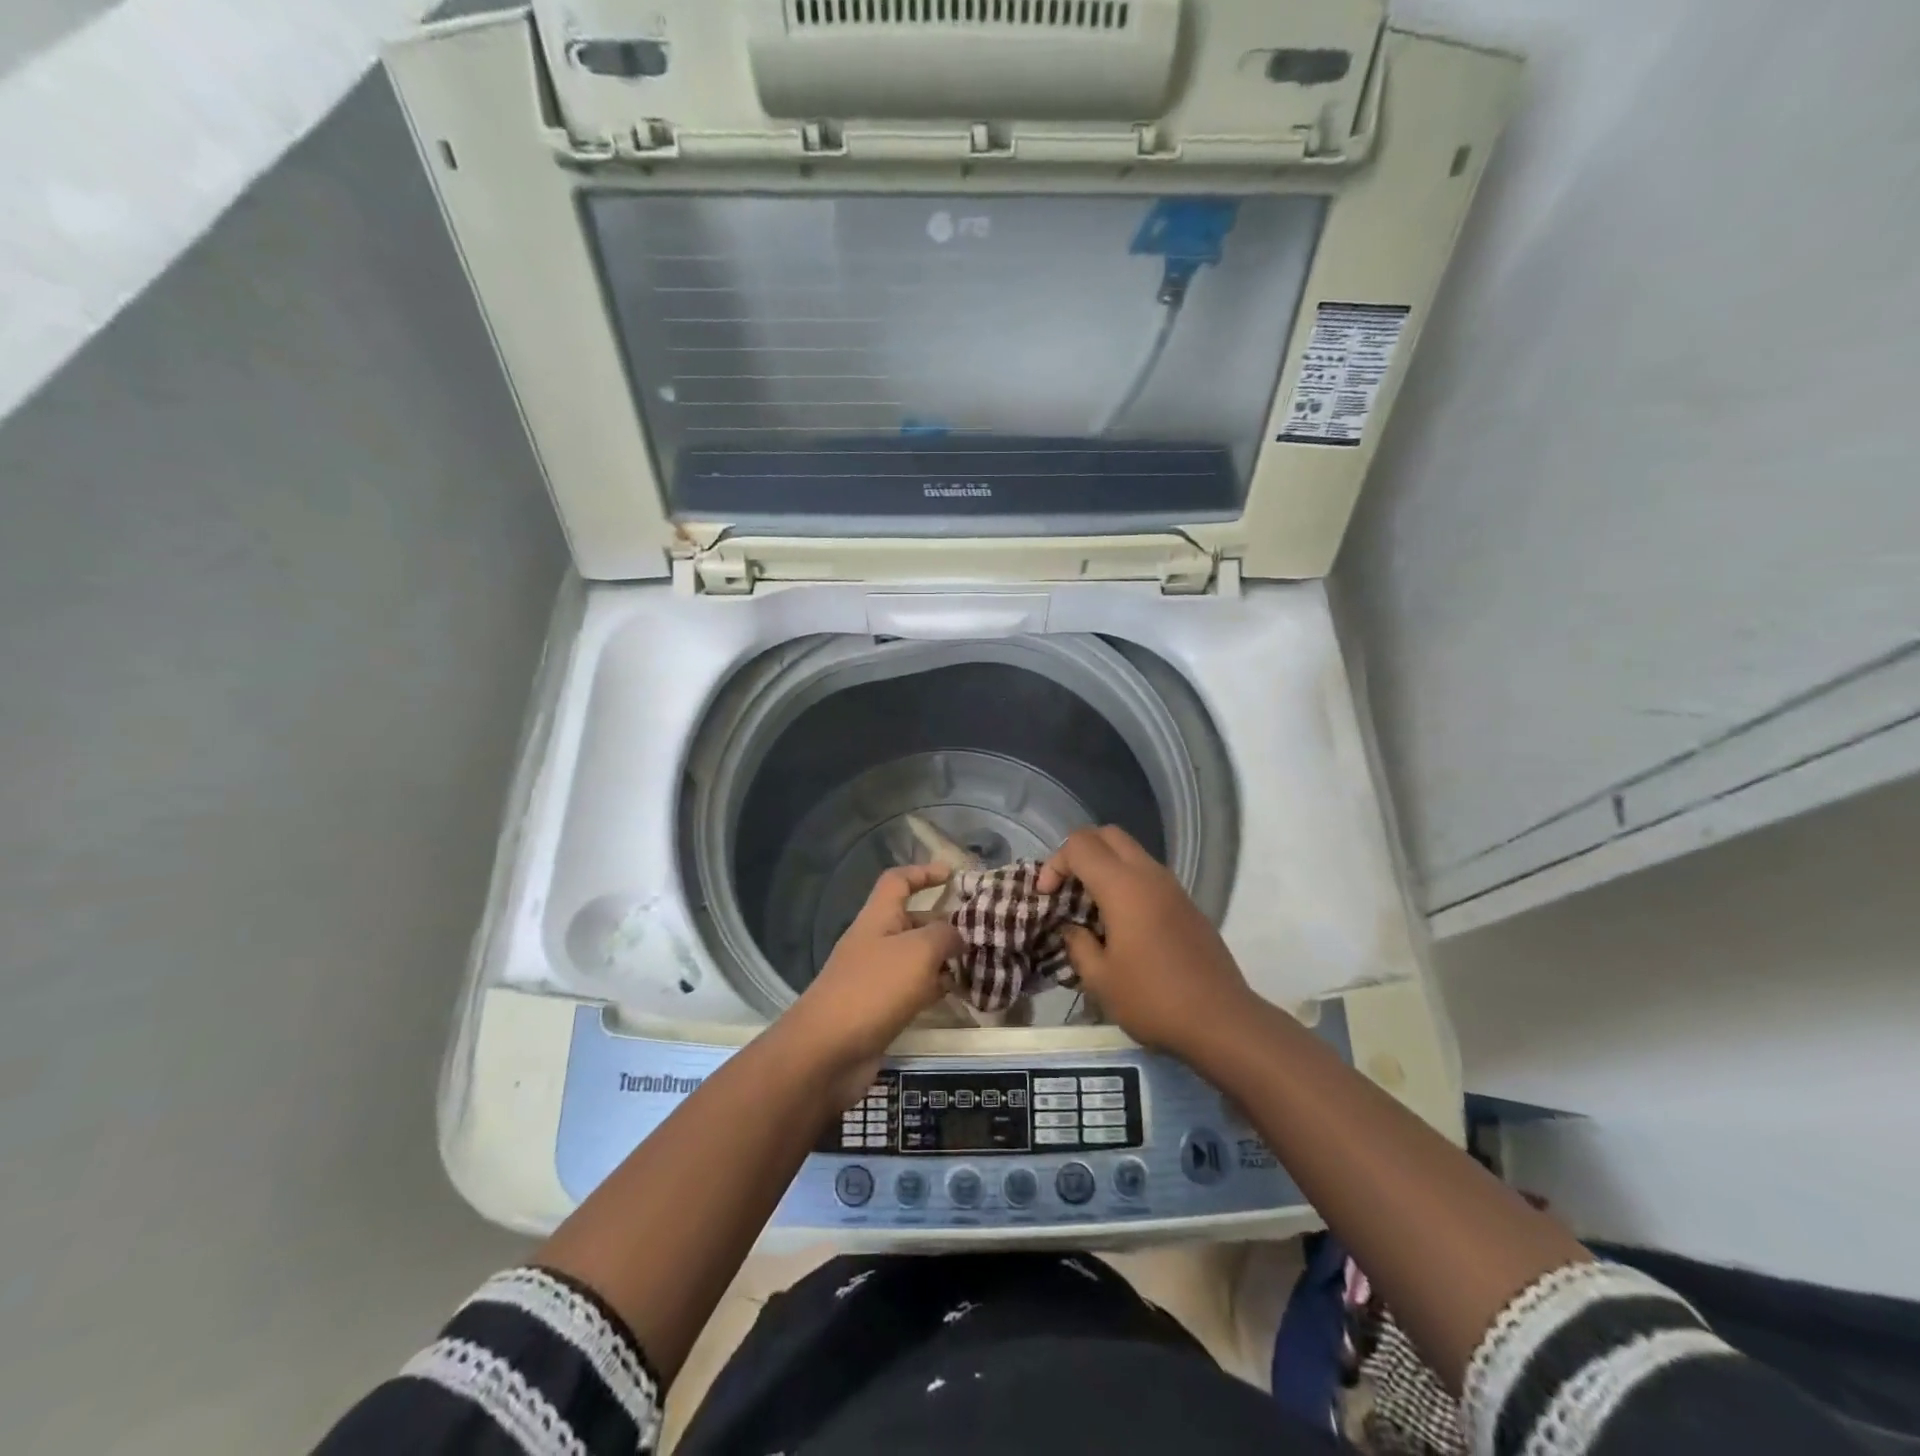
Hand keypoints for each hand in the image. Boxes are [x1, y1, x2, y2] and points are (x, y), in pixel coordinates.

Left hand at [776, 865, 960, 1108]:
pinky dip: (937, 987)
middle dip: (946, 922)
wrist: (828, 1051)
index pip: (898, 881)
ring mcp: (877, 977)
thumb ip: (945, 936)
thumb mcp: (918, 951)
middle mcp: (877, 942)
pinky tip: (961, 993)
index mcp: (878, 917)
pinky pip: (915, 989)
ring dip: (946, 958)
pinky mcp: (882, 1009)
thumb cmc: (874, 988)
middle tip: (984, 929)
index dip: (923, 872)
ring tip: (982, 962)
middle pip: (913, 921)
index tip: (953, 875)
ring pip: (917, 958)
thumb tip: (959, 936)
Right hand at [1038, 826, 1254, 1058]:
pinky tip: (1120, 922)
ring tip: (1090, 906)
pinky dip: (1126, 881)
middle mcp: (1149, 875)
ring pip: (1130, 851)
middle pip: (1107, 834)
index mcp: (1123, 886)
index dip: (1055, 864)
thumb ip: (1078, 944)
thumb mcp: (1100, 979)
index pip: (1079, 845)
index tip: (1047, 897)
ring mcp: (1172, 887)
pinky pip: (1148, 874)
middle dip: (1079, 853)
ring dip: (1104, 866)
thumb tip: (1071, 928)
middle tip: (1066, 888)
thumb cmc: (1153, 998)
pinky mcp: (1186, 903)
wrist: (1222, 1020)